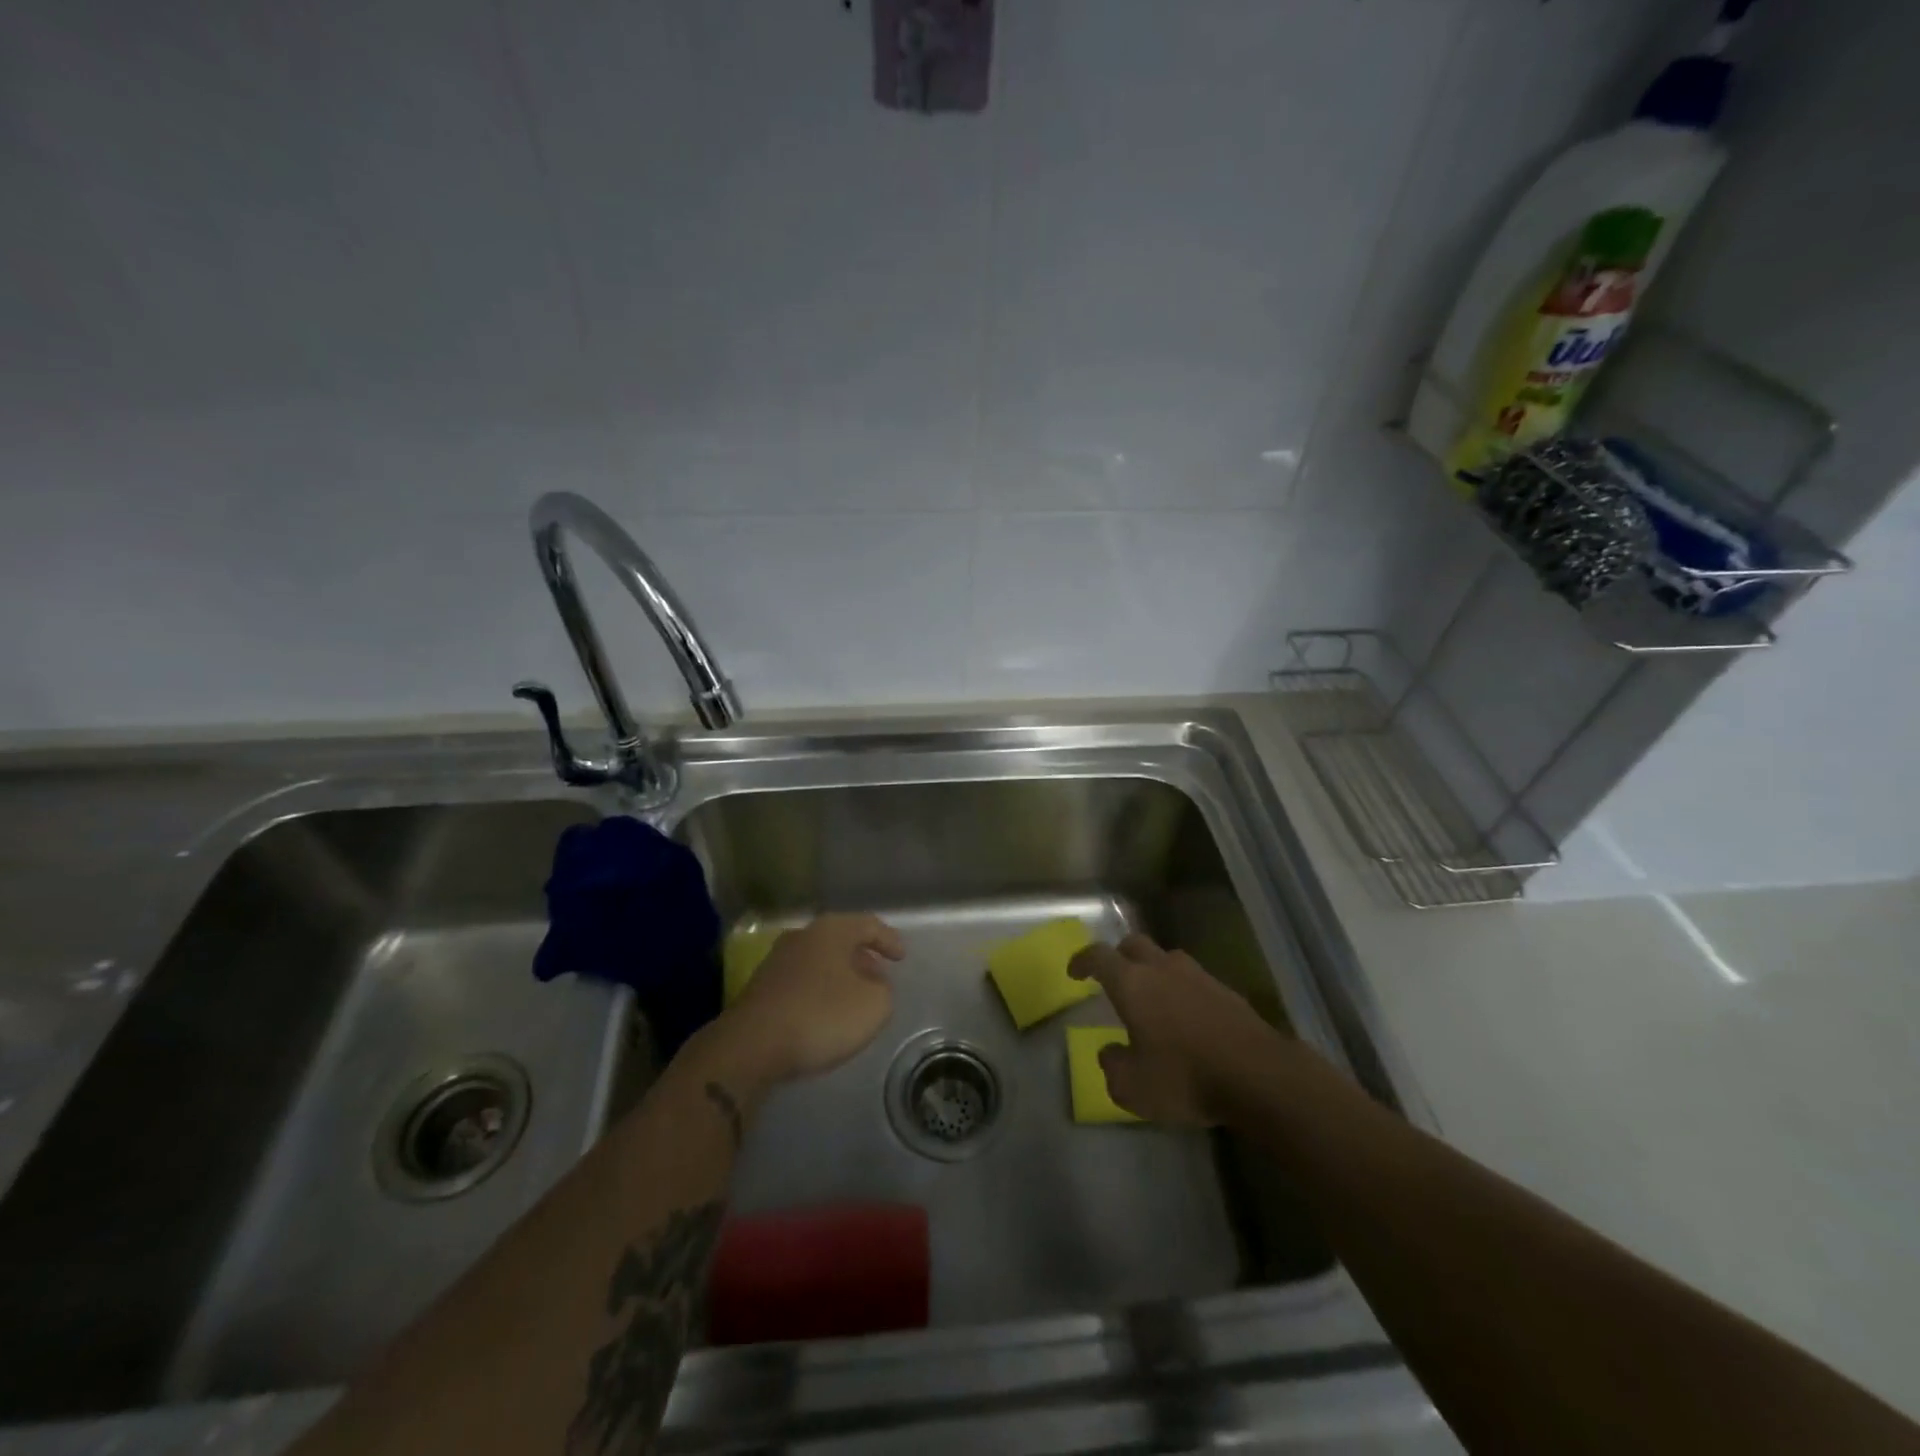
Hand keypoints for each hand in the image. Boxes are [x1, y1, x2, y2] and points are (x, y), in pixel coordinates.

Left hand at [715, 913, 905, 1087]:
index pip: (868, 925)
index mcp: (831, 930)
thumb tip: (874, 986)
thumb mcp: (874, 1006)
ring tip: (855, 998)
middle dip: (863, 958)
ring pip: (820, 960)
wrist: (751, 1045)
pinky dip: (819, 990)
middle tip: (880, 977)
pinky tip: (825, 1013)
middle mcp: (803, 936)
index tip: (902, 958)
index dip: (889, 940)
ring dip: (840, 975)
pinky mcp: (762, 987)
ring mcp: (777, 960)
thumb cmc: (821, 1015)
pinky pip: (802, 981)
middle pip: (841, 940)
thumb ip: (884, 991)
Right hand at [1068, 933, 1290, 1124]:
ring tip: (1152, 997)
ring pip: (1167, 959)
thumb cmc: (1185, 1078)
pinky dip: (1182, 990)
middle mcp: (1162, 969)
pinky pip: (1194, 980)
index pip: (1099, 957)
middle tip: (1114, 977)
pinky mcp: (1227, 991)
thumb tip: (1110, 1052)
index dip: (1083, 961)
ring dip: (1154, 970)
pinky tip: (1186, 1017)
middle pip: (1134, 944)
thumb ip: (1112, 1066)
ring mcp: (1198, 977)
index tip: (1075, 972)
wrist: (1259, 1076)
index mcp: (1132, 984)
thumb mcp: (1133, 1087)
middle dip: (1119, 956)